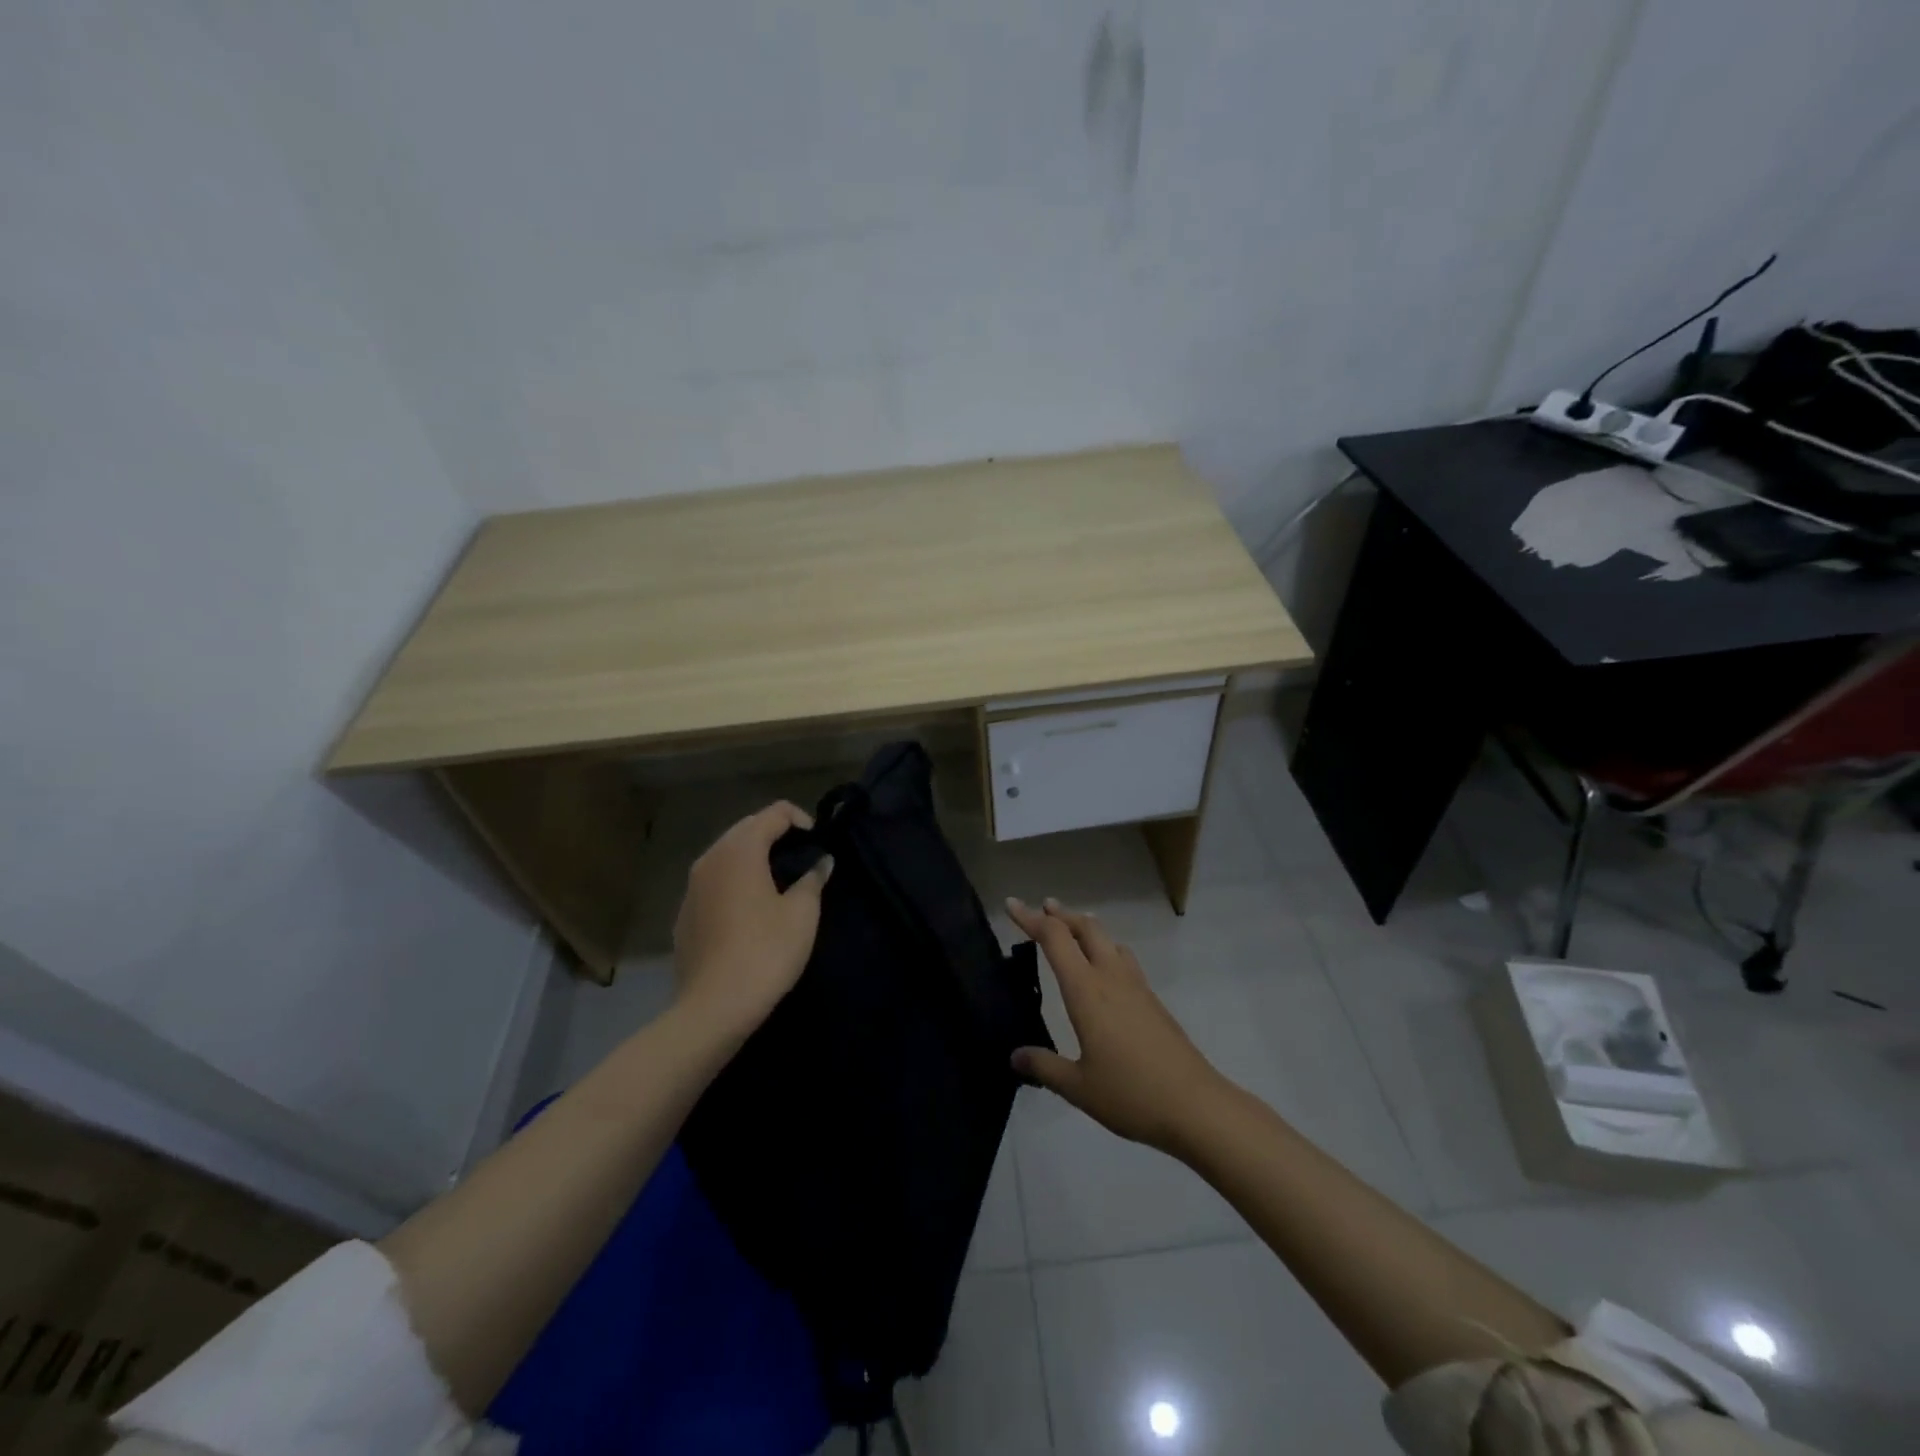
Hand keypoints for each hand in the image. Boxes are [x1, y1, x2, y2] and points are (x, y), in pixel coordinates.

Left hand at [673, 802, 832, 1039]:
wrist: (713, 1008)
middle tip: (802, 857)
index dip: (801, 819)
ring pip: (727, 854)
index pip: (774, 812)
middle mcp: (710, 858)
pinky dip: (735, 880)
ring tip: (779, 880)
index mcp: (740, 850)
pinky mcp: (684, 913)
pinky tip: (750, 908)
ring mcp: (692, 886)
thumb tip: (820, 862)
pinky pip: (714, 881)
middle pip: (747, 827)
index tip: (818, 843)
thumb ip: (813, 879)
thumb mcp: (802, 914)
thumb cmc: (765, 952)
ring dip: (754, 857)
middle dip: (776, 834)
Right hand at [1008, 898, 1229, 1155]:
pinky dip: (1105, 948)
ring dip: (1086, 928)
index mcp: (1087, 990)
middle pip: (1086, 928)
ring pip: (1108, 939)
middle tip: (1042, 909)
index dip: (1031, 919)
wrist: (1196, 1106)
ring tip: (1071, 930)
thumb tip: (1015, 1057)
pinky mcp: (1152, 1000)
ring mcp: (1136, 986)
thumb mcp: (1078, 1087)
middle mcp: (1111, 977)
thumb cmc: (1131, 1094)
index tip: (1011, 904)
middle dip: (1061, 915)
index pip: (1055, 938)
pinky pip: (1123, 958)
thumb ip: (1044, 1067)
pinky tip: (1104, 969)